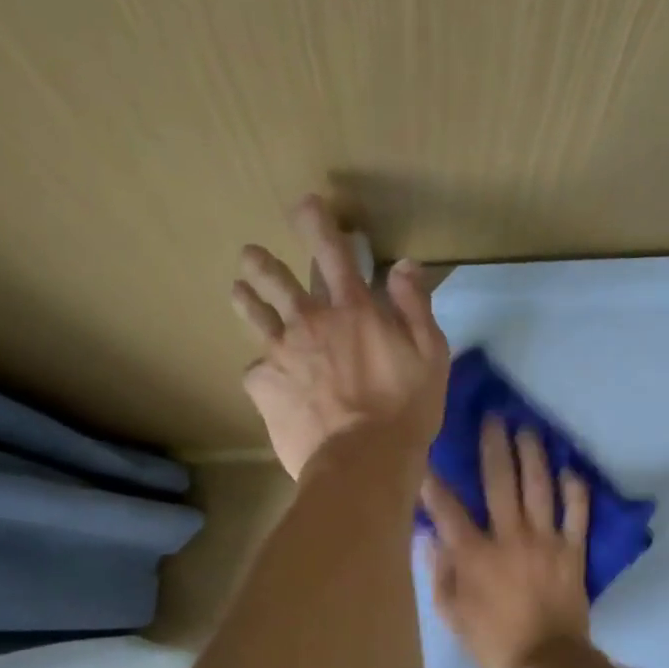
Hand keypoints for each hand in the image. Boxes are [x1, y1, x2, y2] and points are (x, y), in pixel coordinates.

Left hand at [232, 196, 448, 478]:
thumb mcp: (430, 356)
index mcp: (353, 311)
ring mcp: (280, 353)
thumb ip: (415, 307)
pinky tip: (262, 379)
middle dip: (263, 263)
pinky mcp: (263, 386)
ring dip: (246, 299)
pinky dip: (260, 370)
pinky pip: (254, 371)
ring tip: (237, 291)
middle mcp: (310, 322)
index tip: (304, 205)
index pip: (333, 253)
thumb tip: (403, 265)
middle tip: (250, 255)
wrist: (362, 463)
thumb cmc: (404, 411)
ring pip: (255, 316)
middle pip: (278, 281)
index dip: (317, 224)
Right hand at [421, 416, 592, 667]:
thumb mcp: (451, 614)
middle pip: (500, 482)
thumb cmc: (492, 641)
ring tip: (528, 430)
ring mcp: (545, 541)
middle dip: (494, 446)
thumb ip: (440, 572)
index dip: (434, 481)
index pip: (448, 508)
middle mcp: (509, 537)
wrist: (547, 664)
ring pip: (539, 488)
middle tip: (493, 418)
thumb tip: (430, 536)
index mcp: (474, 554)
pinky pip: (577, 514)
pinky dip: (575, 491)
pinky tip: (569, 470)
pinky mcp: (573, 551)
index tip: (426, 456)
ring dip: (533, 455)